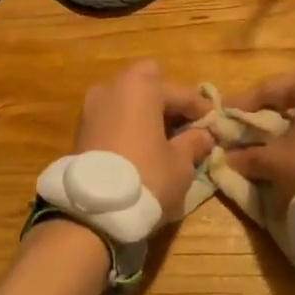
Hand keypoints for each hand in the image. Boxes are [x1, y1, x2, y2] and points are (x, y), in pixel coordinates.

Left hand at [73, 61, 214, 221]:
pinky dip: (127, 125)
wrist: (92, 211)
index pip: (181, 92)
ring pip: (126, 99)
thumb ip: (194, 143)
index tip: (215, 124)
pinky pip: (112, 117)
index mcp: (141, 87)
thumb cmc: (146, 178)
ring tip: (162, 139)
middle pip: (147, 83)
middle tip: (183, 124)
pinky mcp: (80, 129)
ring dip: (144, 112)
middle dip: (166, 99)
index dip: (201, 109)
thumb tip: (203, 135)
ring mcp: (91, 107)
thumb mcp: (180, 163)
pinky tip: (140, 147)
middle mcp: (112, 88)